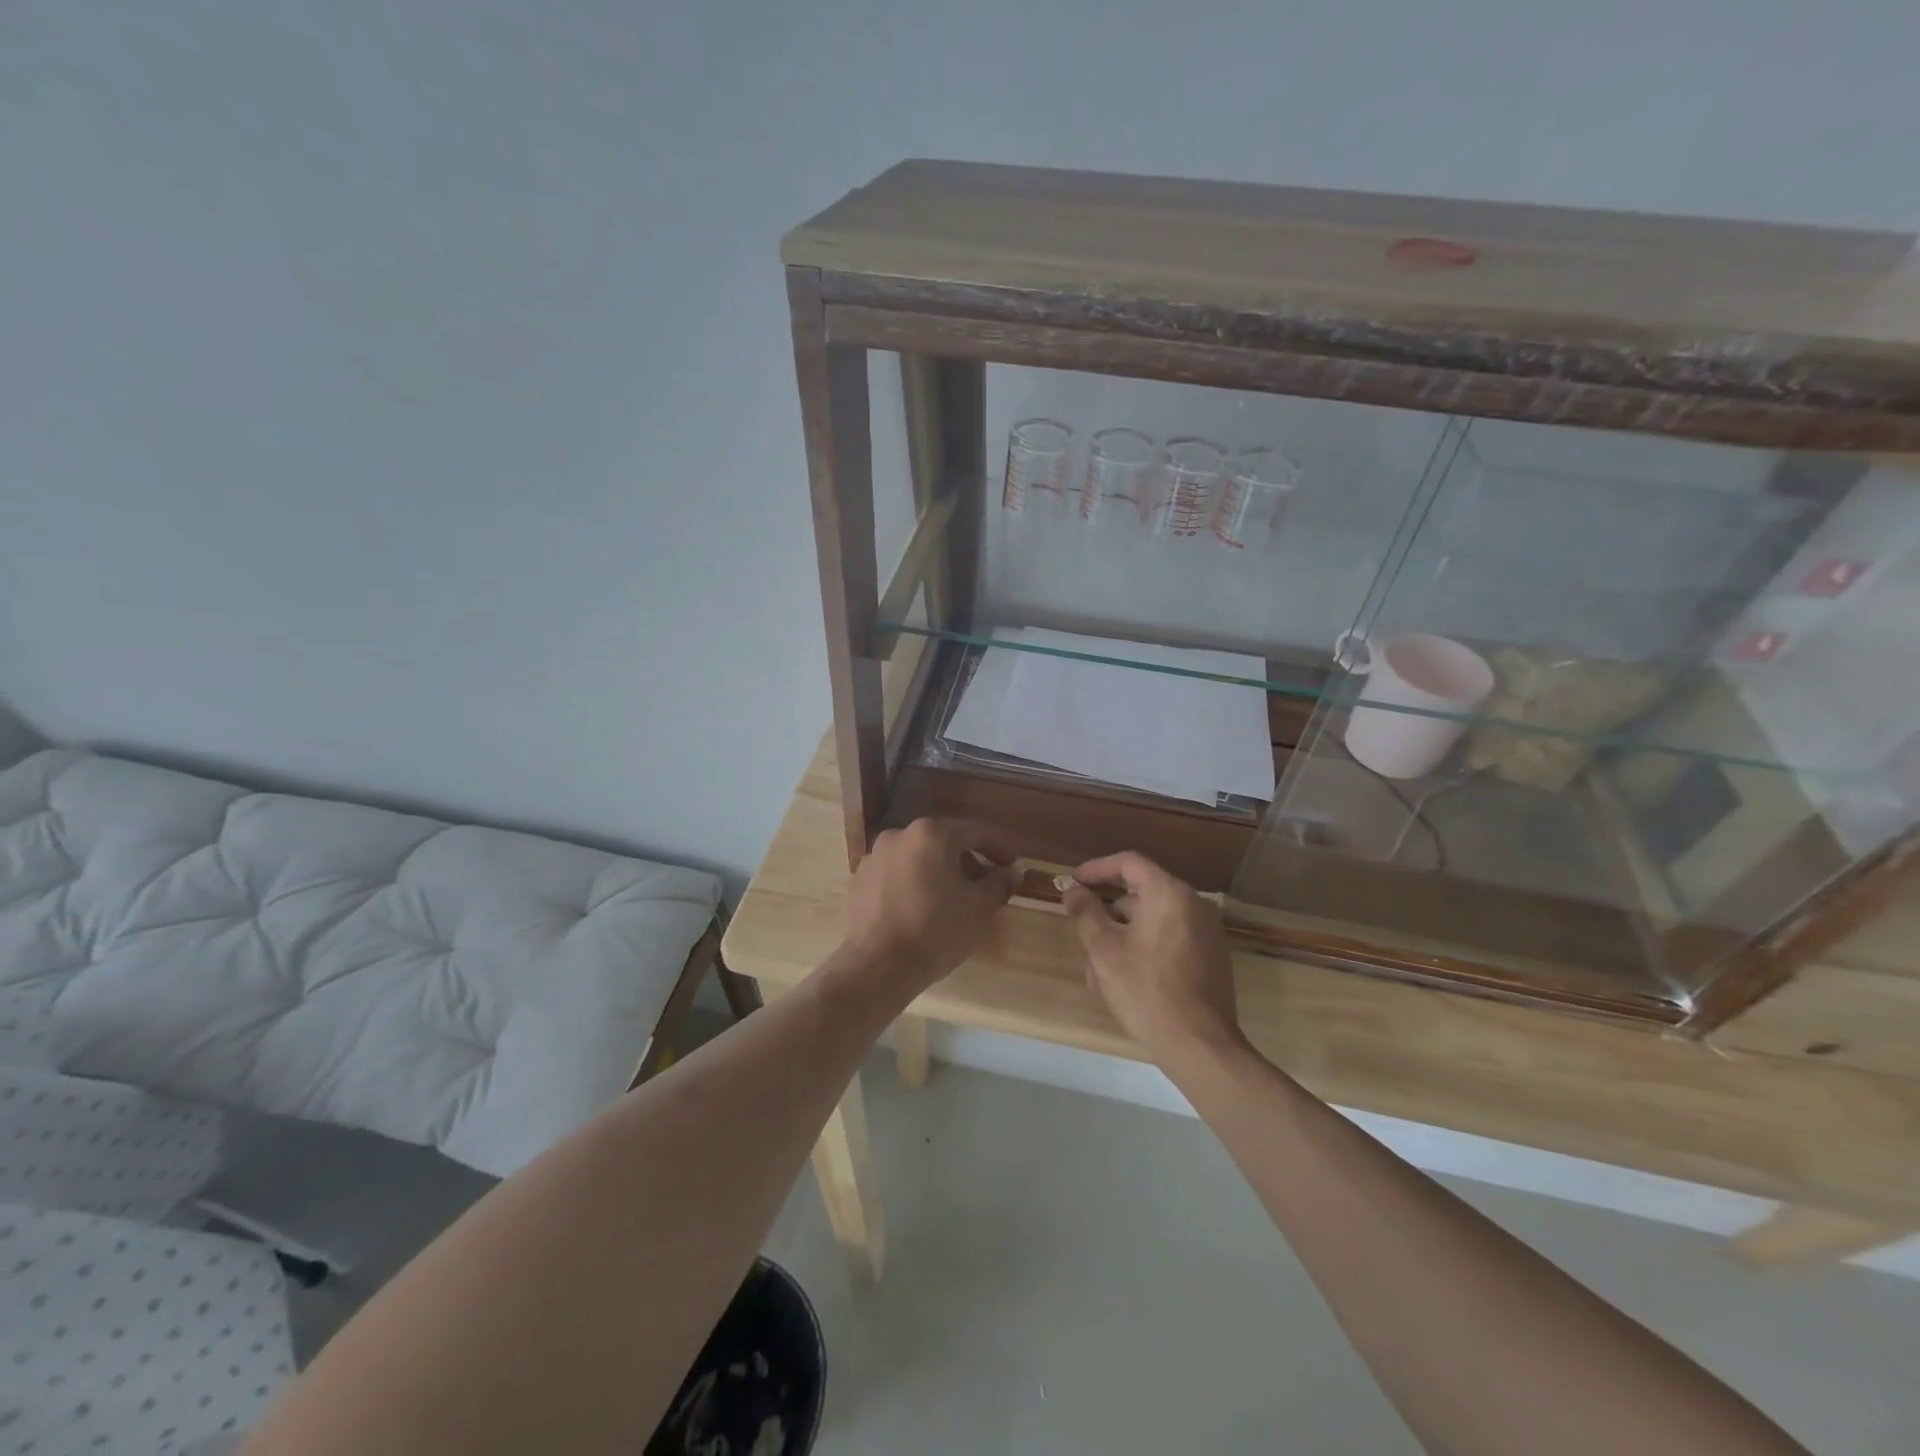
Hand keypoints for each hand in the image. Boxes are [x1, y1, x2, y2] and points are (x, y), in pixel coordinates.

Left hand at [836, 819, 1017, 998]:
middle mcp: (899, 835)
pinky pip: (897, 875)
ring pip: (918, 858)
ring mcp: (874, 857)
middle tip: (986, 885)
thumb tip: (1014, 872)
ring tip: (955, 900)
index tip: (1013, 865)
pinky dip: (915, 884)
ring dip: (940, 872)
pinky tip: (923, 909)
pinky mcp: (859, 881)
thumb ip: (999, 884)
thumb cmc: (935, 930)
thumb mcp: (977, 908)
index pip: (975, 832)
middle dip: (969, 861)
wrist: (876, 966)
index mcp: (930, 834)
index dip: (999, 848)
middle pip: (944, 842)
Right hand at [1063, 851, 1245, 1070]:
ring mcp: (1206, 932)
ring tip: (1096, 976)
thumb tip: (1073, 890)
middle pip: (1139, 896)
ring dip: (1120, 940)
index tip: (1072, 883)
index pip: (1128, 863)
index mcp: (1170, 894)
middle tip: (1081, 938)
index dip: (1096, 869)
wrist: (1200, 1046)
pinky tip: (1122, 983)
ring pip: (1150, 923)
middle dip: (1105, 917)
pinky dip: (1142, 951)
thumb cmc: (1146, 990)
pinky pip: (1168, 941)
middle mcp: (1194, 905)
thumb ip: (1086, 912)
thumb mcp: (1104, 949)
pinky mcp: (1210, 958)